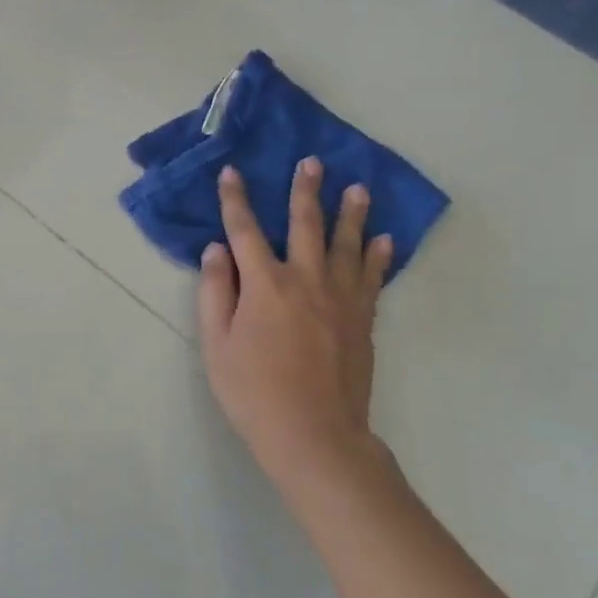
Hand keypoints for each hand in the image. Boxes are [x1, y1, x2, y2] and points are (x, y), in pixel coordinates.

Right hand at [198, 159, 393, 490]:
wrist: (314, 435)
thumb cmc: (254, 392)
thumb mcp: (216, 345)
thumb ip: (214, 292)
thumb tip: (216, 250)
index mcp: (265, 284)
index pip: (245, 230)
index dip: (236, 200)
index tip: (232, 173)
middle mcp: (306, 280)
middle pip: (306, 225)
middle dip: (305, 191)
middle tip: (312, 162)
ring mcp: (340, 299)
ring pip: (347, 245)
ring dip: (351, 214)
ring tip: (357, 188)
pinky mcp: (362, 320)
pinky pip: (372, 278)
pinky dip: (377, 256)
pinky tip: (383, 240)